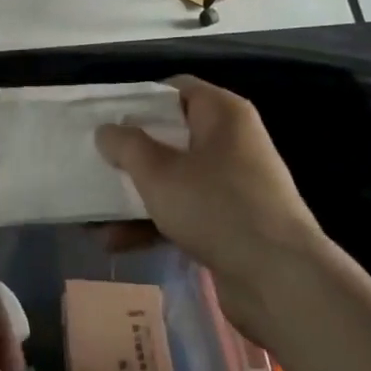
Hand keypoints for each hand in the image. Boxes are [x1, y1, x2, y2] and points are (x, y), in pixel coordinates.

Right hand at [95, 75, 329, 337]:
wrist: (279, 280)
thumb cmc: (216, 207)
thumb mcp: (159, 171)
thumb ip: (126, 145)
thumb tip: (107, 130)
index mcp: (223, 114)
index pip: (175, 90)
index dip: (138, 100)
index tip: (104, 117)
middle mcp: (231, 142)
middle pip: (170, 136)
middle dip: (129, 153)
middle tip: (92, 162)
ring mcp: (232, 185)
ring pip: (173, 178)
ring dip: (133, 195)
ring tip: (91, 214)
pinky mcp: (230, 223)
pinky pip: (183, 212)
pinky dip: (152, 222)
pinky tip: (114, 242)